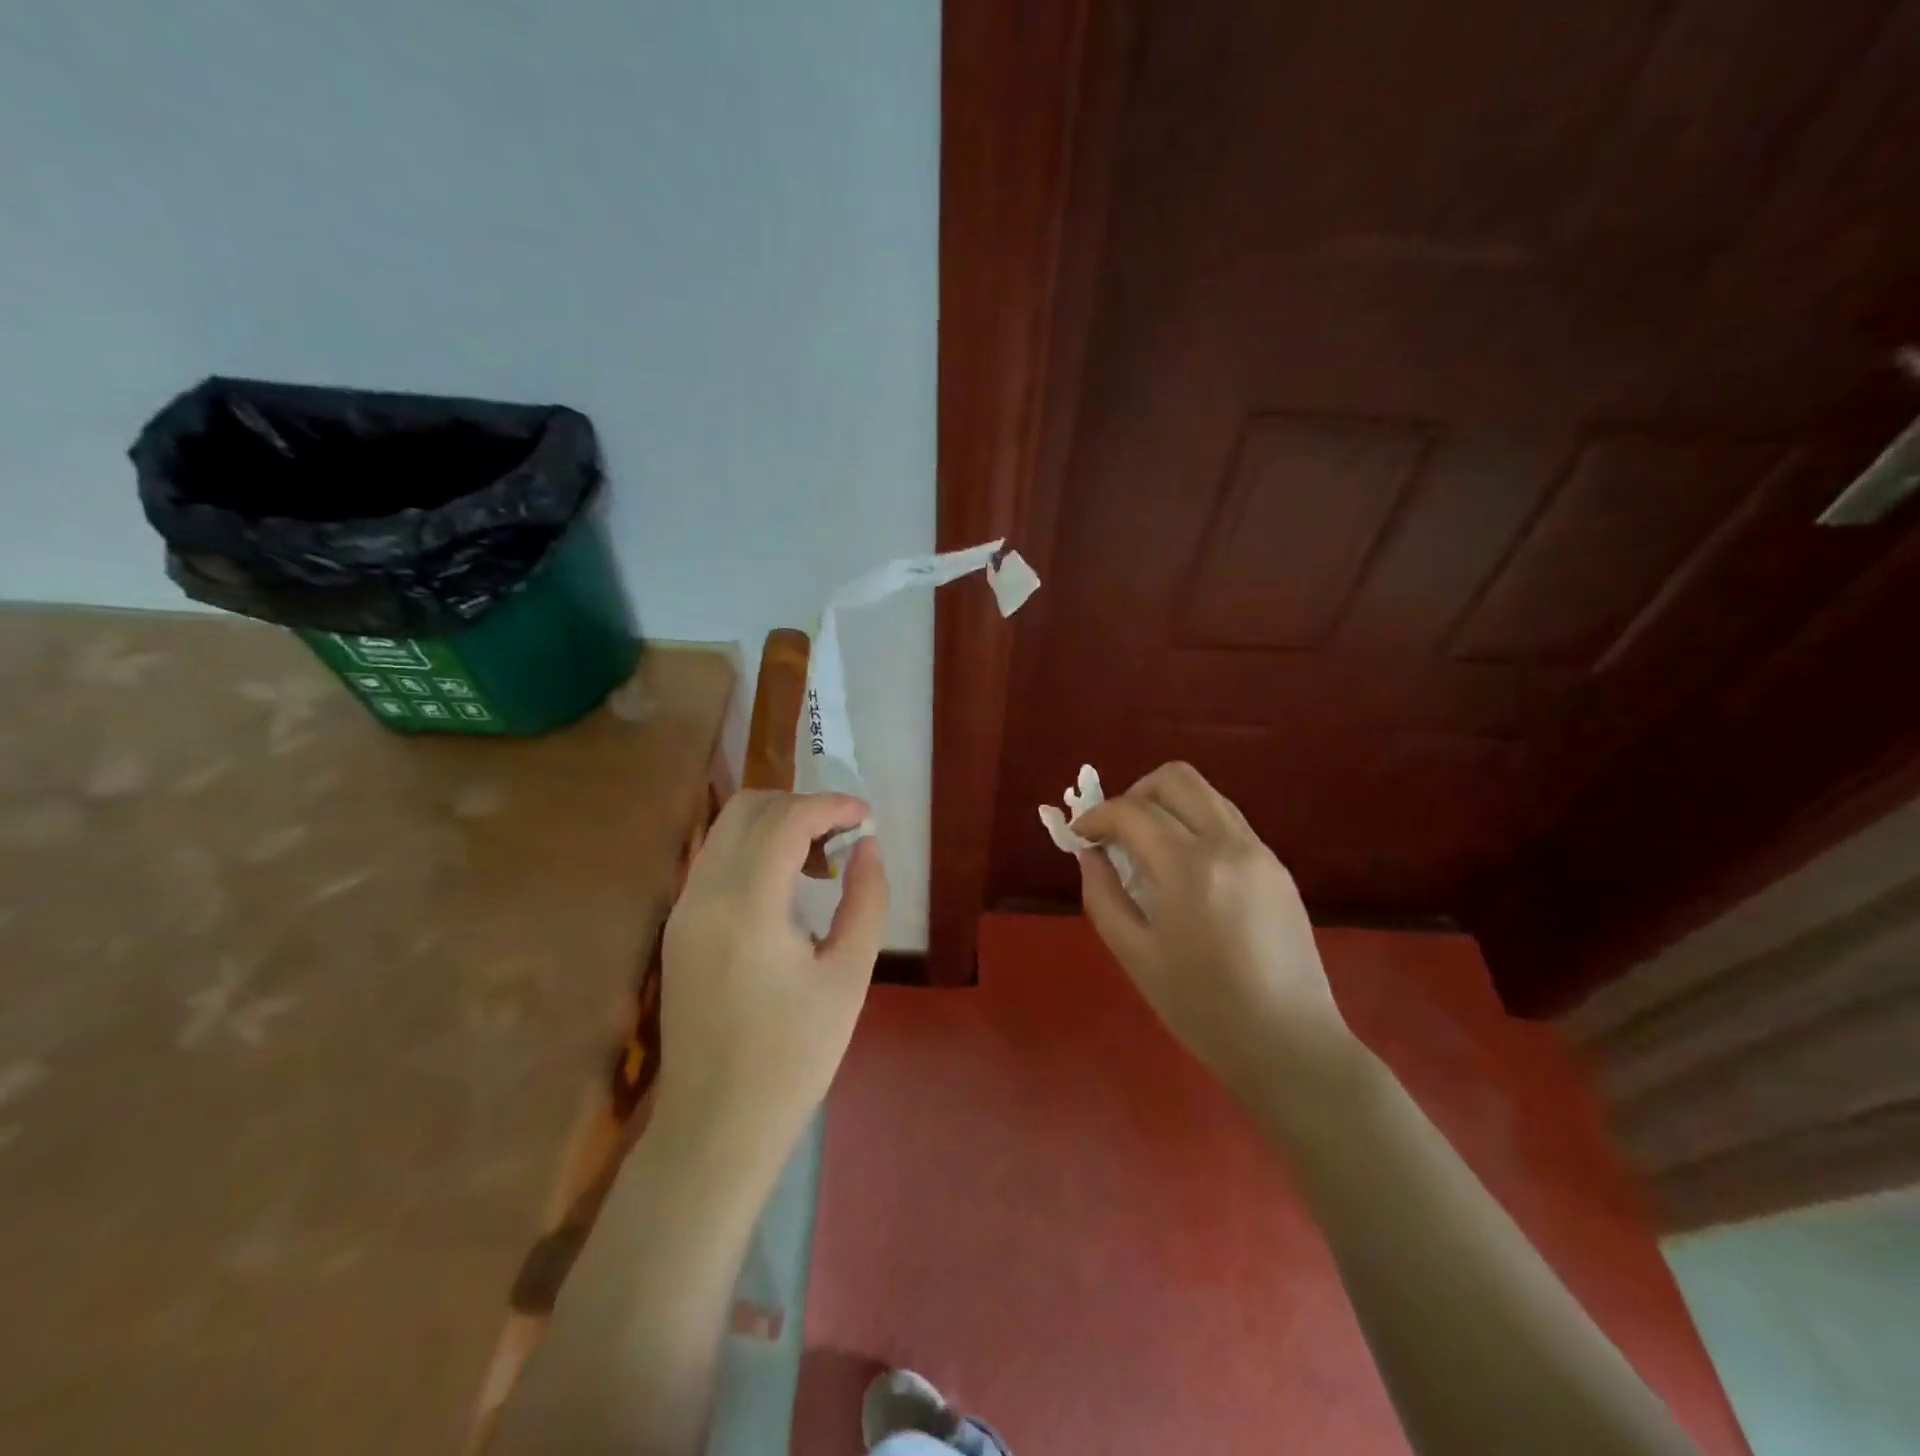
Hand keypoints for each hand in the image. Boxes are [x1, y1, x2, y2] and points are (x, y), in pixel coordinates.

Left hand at [656, 791, 887, 1174]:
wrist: (715, 1126)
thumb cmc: (793, 1058)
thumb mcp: (848, 978)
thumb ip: (865, 901)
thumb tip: (867, 846)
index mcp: (746, 907)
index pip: (785, 820)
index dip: (830, 805)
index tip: (866, 815)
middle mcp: (703, 895)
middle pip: (748, 809)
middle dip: (801, 805)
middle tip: (844, 834)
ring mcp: (682, 910)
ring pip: (726, 829)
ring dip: (775, 824)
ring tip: (820, 857)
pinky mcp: (677, 928)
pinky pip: (715, 860)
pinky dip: (753, 850)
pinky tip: (786, 885)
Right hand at [1073, 762, 1352, 1094]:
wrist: (1290, 1045)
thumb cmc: (1203, 1009)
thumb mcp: (1135, 956)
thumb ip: (1102, 895)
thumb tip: (1089, 854)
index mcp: (1190, 869)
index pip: (1132, 811)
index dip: (1096, 816)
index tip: (1079, 836)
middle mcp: (1229, 844)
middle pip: (1175, 778)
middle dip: (1134, 794)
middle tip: (1116, 833)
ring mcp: (1260, 852)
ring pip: (1206, 793)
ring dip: (1167, 806)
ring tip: (1147, 849)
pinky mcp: (1277, 866)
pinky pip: (1227, 822)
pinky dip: (1195, 826)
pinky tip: (1184, 870)